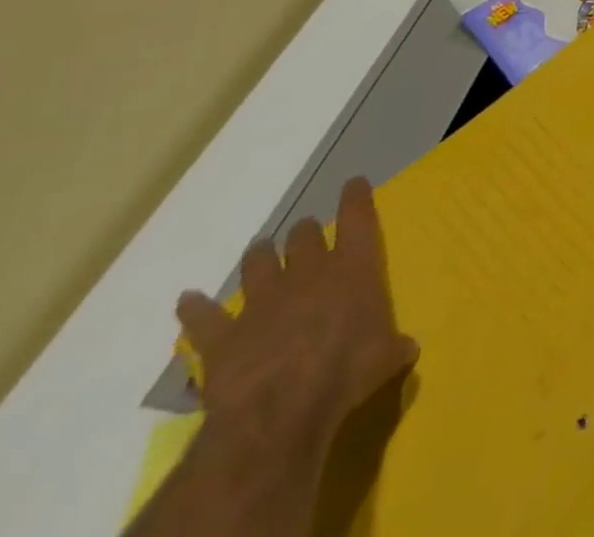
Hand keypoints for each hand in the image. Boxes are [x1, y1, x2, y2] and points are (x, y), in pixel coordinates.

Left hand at [177, 178, 418, 456]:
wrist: (280, 410)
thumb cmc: (347, 370)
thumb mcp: (387, 357)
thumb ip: (394, 345)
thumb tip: (407, 348)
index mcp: (354, 267)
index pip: (358, 218)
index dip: (356, 198)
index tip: (353, 183)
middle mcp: (309, 272)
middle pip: (304, 236)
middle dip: (305, 233)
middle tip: (306, 235)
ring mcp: (262, 301)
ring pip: (257, 263)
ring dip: (260, 256)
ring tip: (260, 252)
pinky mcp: (223, 336)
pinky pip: (203, 317)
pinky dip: (194, 308)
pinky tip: (187, 301)